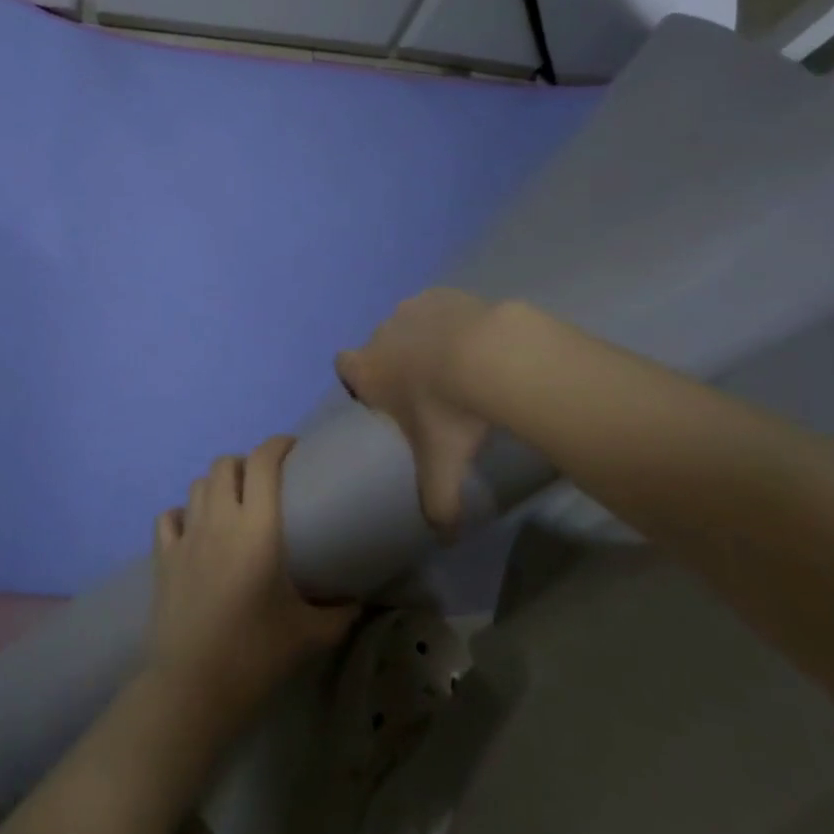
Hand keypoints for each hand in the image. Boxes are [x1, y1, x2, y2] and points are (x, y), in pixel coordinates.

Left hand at [147, 437, 357, 729]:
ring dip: (218, 484)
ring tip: (234, 504)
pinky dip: (184, 513)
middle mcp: (220, 520)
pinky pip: (170, 516)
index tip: (293, 448)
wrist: (192, 688)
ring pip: (199, 484)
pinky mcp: (163, 555)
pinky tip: (195, 530)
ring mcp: (186, 535)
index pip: (263, 463)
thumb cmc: (256, 656)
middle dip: (246, 463)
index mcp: (258, 530)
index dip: (277, 445)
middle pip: (226, 464)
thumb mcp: (309, 635)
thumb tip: (359, 599)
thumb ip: (339, 612)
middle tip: (265, 484)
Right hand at [335, 288, 495, 533]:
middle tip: (429, 390)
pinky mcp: (443, 294)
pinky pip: (439, 308)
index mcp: (367, 370)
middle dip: (396, 362)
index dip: (359, 379)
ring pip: (409, 325)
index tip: (382, 396)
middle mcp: (380, 335)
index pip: (344, 366)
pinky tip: (477, 343)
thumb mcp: (440, 466)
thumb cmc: (448, 413)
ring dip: (425, 340)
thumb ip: (437, 504)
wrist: (489, 357)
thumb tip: (444, 539)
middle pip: (378, 346)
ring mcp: (411, 309)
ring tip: (459, 365)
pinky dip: (452, 321)